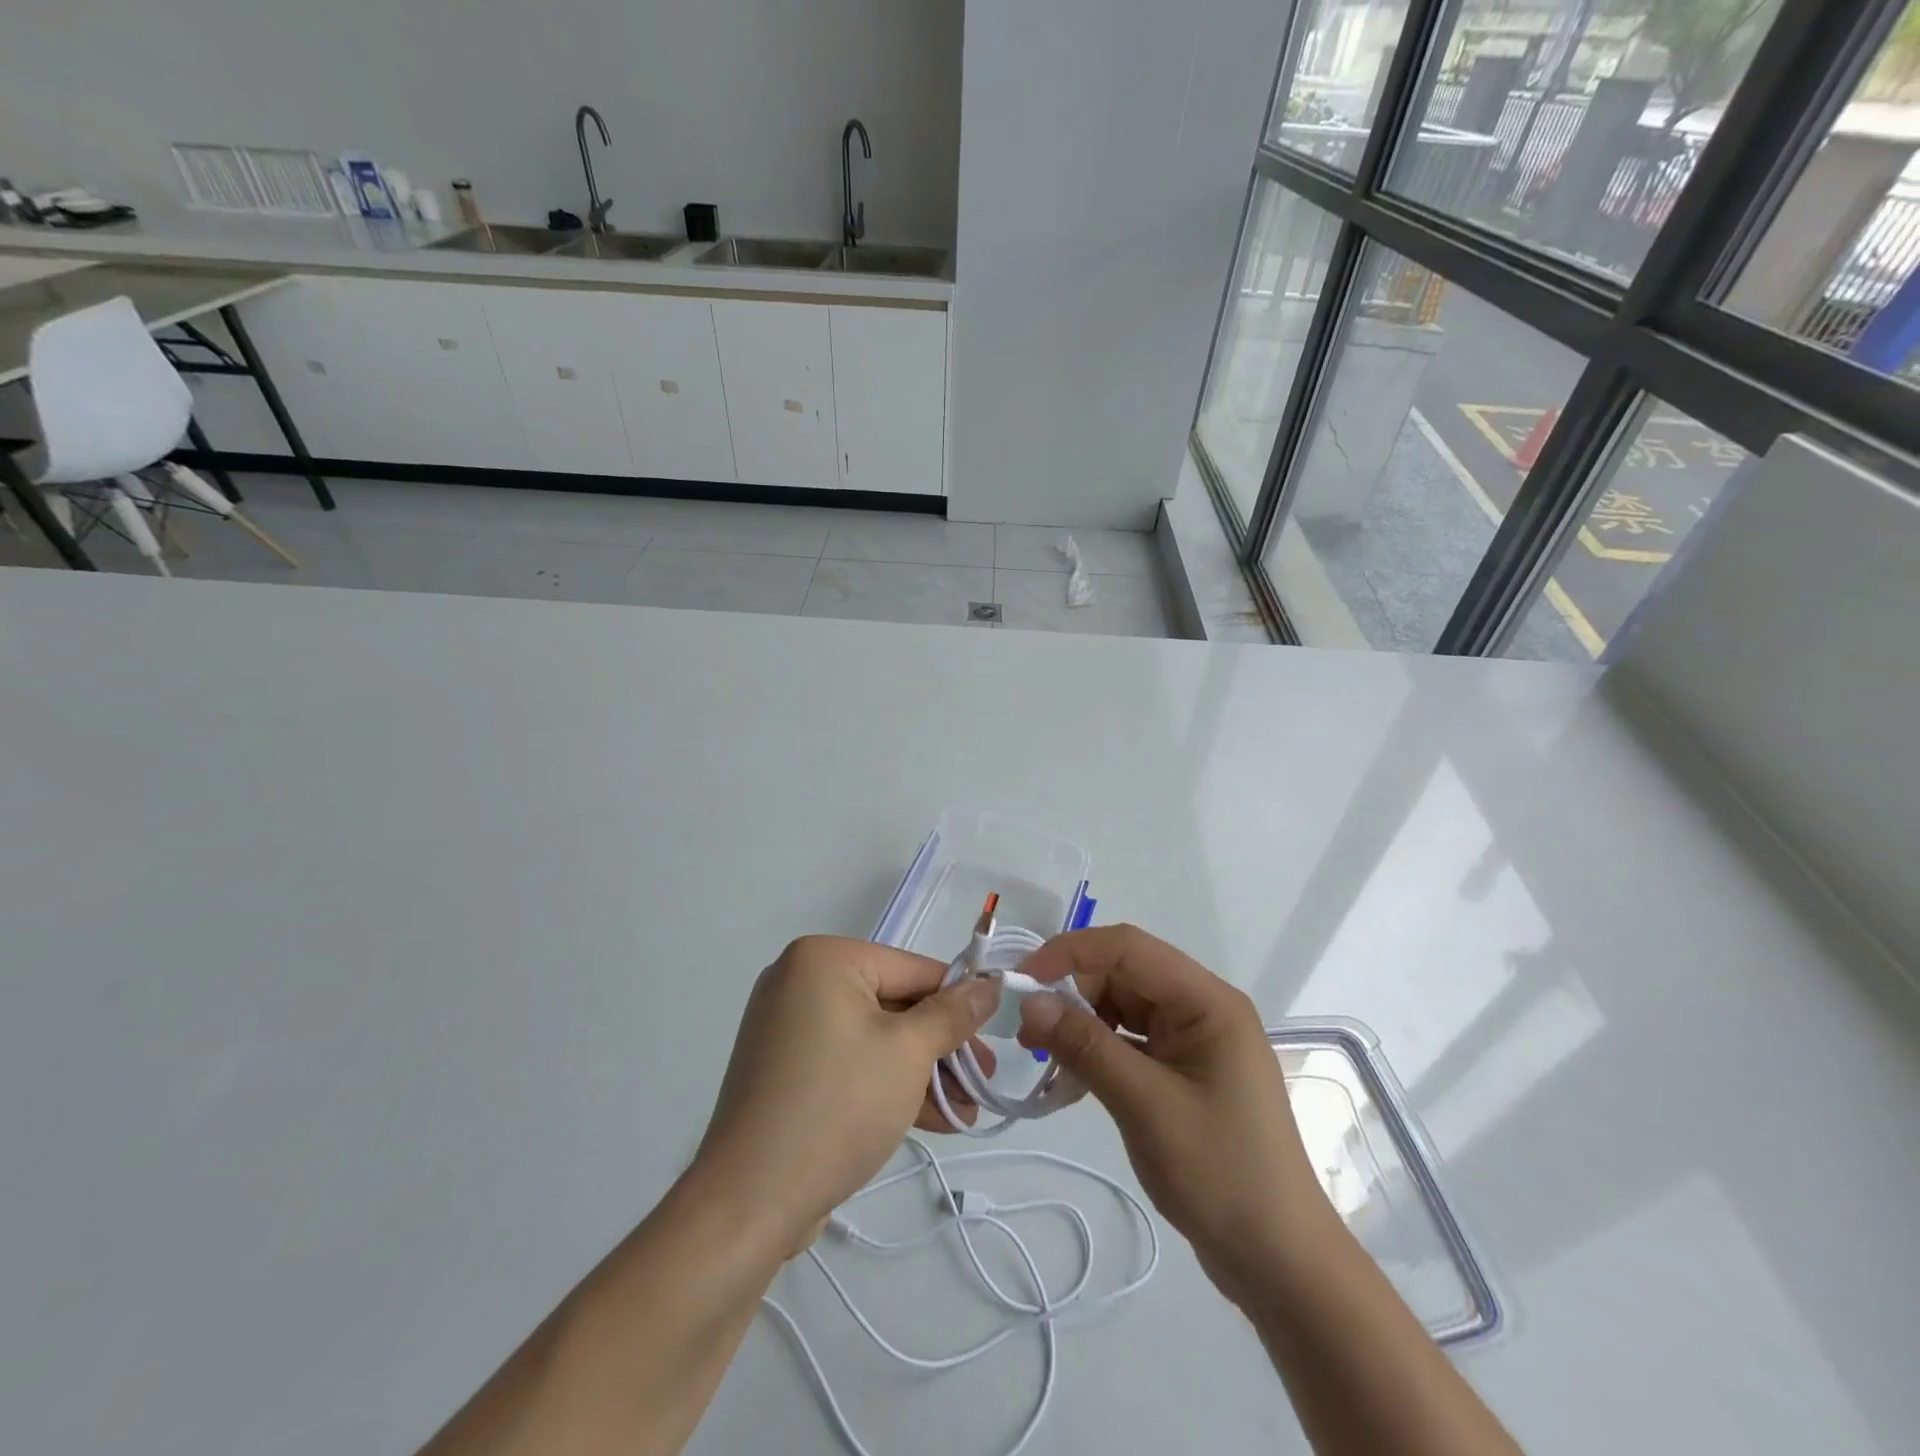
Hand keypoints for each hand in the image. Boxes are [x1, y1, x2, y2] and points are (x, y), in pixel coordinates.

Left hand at [692, 936, 998, 1255]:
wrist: (749, 1201)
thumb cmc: (837, 1105)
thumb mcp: (908, 1053)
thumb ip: (953, 1015)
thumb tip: (990, 985)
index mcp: (824, 959)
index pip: (912, 969)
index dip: (959, 1002)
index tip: (995, 1036)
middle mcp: (801, 982)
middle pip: (895, 1004)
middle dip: (942, 1048)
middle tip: (985, 1081)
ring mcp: (790, 1028)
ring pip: (876, 1039)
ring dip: (922, 1073)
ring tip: (968, 1110)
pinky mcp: (788, 1071)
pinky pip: (851, 1062)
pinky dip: (888, 1085)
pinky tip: (934, 1119)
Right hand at [1016, 925, 1337, 1300]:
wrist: (1279, 1261)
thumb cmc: (1220, 1173)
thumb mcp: (1145, 1105)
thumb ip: (1086, 1046)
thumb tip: (1029, 1001)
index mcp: (1207, 1001)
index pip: (1129, 948)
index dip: (1071, 952)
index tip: (1023, 979)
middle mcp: (1202, 1009)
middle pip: (1124, 974)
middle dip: (1072, 991)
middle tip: (1027, 1030)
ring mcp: (1194, 1041)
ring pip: (1123, 1007)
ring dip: (1081, 1023)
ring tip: (1042, 1055)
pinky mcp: (1184, 1072)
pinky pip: (1131, 1041)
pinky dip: (1098, 1051)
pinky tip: (1071, 1077)